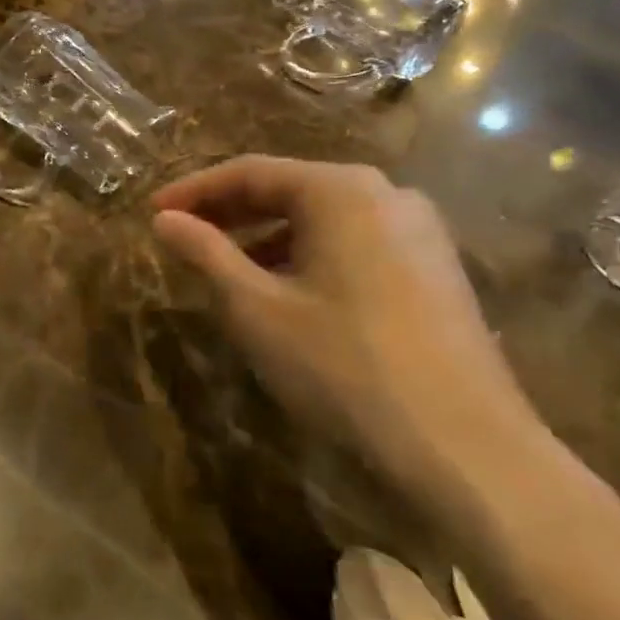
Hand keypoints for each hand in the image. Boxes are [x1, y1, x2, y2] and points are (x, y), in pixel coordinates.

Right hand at [152, 157, 551, 516]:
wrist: (466, 447)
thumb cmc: (344, 365)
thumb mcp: (257, 308)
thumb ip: (206, 254)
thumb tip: (164, 220)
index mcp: (340, 190)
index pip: (250, 172)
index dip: (194, 191)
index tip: (153, 213)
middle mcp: (386, 194)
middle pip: (290, 189)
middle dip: (231, 212)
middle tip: (183, 235)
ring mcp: (419, 230)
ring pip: (324, 219)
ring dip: (269, 236)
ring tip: (226, 268)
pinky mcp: (436, 268)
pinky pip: (355, 243)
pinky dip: (309, 255)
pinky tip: (287, 291)